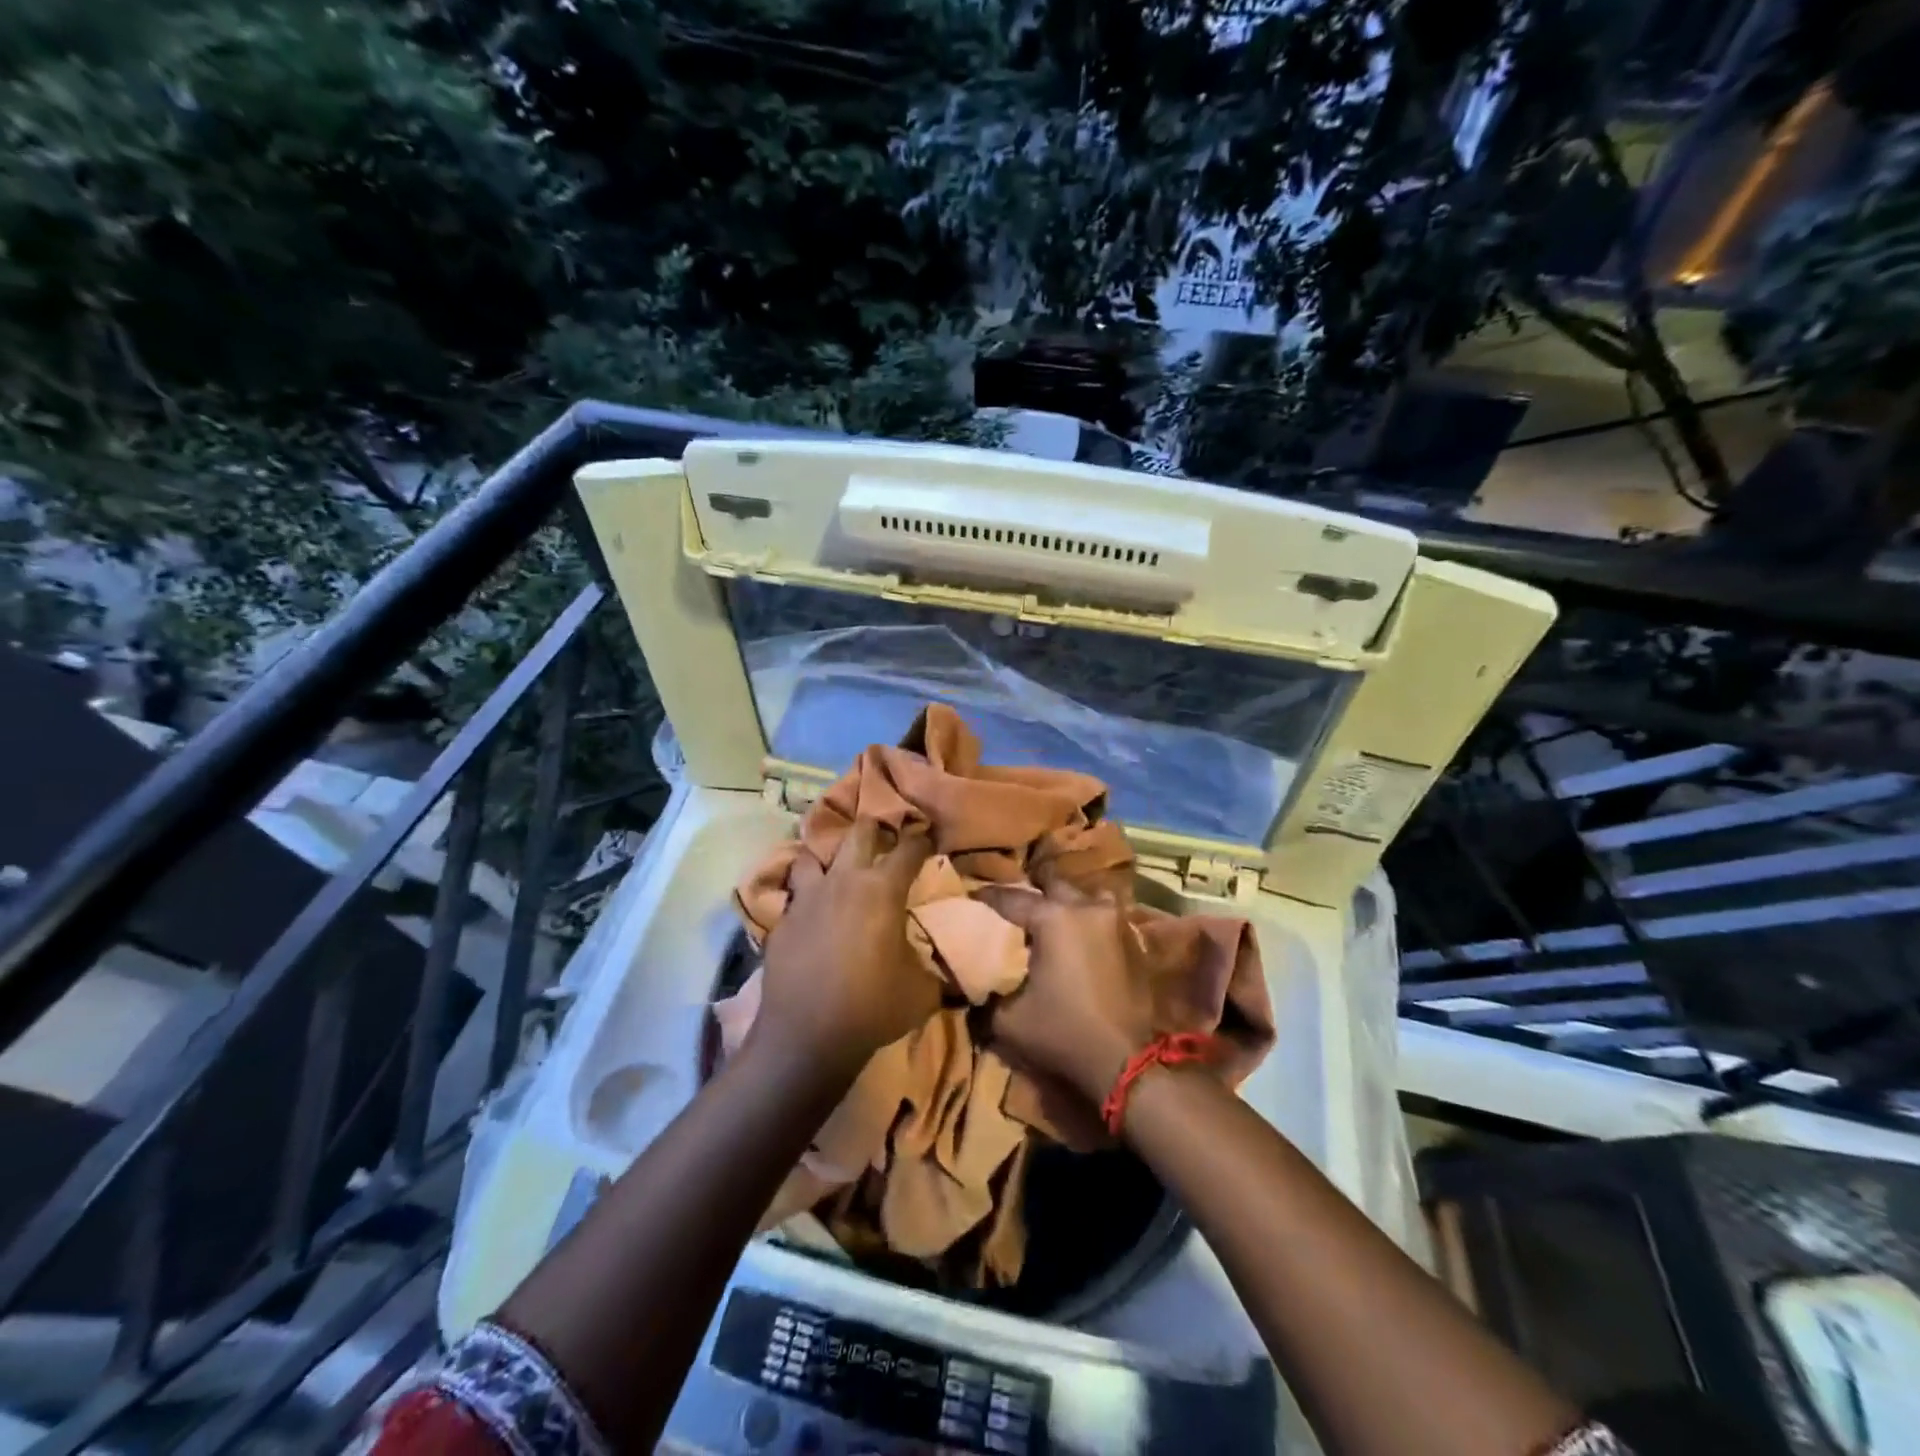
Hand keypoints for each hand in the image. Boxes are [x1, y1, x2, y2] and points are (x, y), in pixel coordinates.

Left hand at [757, 818, 937, 1075]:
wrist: (807, 1037)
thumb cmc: (873, 1007)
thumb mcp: (922, 991)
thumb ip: (935, 968)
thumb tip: (948, 968)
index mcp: (883, 890)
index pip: (909, 848)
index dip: (922, 840)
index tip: (928, 838)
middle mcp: (843, 881)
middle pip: (858, 832)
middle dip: (874, 829)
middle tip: (882, 838)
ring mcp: (807, 898)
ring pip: (811, 855)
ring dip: (826, 858)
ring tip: (835, 871)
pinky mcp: (781, 921)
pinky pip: (792, 896)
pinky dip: (803, 897)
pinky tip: (809, 914)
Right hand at [976, 881, 1158, 1105]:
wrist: (1121, 1062)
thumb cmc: (1060, 1033)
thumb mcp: (1005, 1018)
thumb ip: (984, 988)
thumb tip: (969, 974)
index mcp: (1053, 918)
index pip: (1010, 898)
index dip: (986, 898)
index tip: (970, 900)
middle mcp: (1085, 908)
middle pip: (1050, 886)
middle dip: (1029, 893)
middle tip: (1010, 909)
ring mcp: (1112, 920)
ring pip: (1081, 896)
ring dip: (1063, 902)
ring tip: (1046, 918)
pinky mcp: (1129, 939)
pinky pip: (1102, 915)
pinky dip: (1086, 918)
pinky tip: (1075, 935)